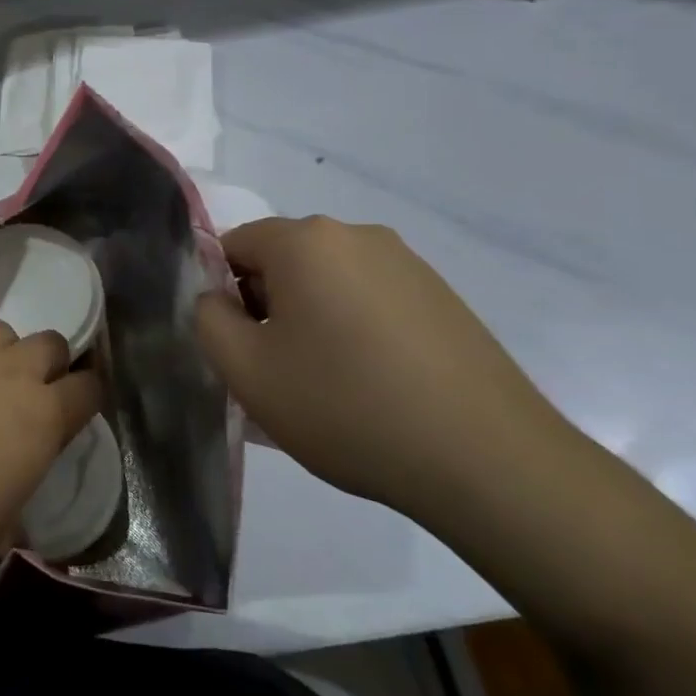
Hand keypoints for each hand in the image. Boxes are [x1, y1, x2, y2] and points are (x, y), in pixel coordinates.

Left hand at [0, 322, 101, 581]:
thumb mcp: (2, 526)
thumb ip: (20, 493)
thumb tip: (15, 500)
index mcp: (43, 417)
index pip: (89, 387)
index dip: (89, 394)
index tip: (79, 406)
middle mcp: (10, 374)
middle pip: (50, 342)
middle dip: (49, 362)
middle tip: (32, 391)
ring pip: (1, 332)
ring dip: (3, 353)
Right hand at [195, 216, 573, 519]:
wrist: (488, 461)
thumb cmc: (347, 407)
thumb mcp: (247, 372)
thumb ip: (207, 320)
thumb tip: (217, 300)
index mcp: (305, 241)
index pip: (234, 245)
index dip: (223, 294)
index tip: (240, 346)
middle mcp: (356, 234)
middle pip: (282, 260)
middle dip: (267, 306)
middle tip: (278, 371)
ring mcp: (407, 262)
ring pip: (328, 281)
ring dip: (311, 319)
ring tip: (329, 383)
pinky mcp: (441, 295)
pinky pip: (371, 298)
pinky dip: (355, 328)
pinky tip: (374, 383)